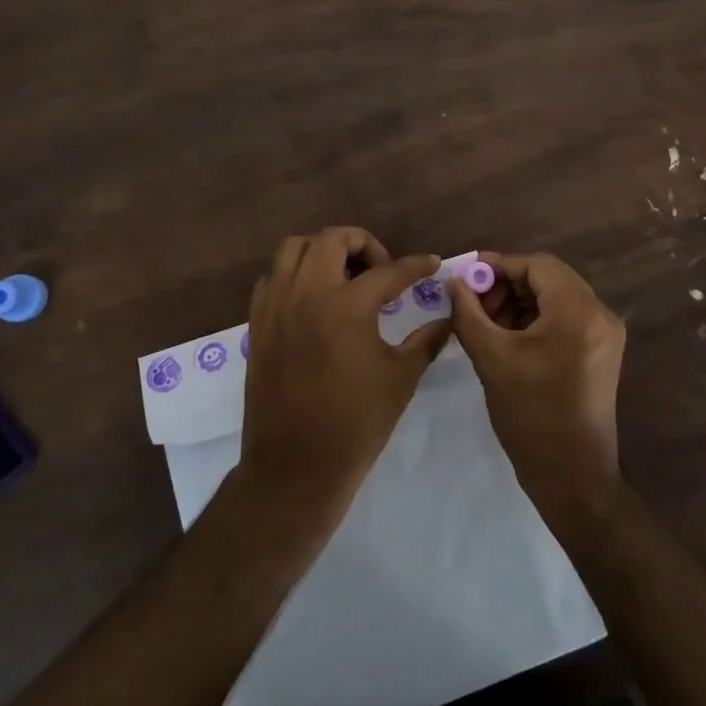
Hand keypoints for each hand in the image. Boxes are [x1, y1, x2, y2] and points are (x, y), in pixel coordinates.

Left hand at [239, 227, 452, 516]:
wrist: (295, 466)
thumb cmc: (356, 424)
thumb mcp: (400, 379)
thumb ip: (426, 341)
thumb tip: (448, 320)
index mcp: (347, 306)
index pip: (388, 271)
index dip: (415, 266)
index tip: (432, 263)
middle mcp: (307, 293)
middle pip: (333, 239)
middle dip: (363, 244)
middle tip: (381, 269)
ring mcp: (277, 305)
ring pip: (294, 249)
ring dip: (323, 250)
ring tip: (344, 275)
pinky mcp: (258, 322)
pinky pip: (272, 277)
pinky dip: (294, 275)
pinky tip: (313, 299)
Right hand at [448, 251, 626, 526]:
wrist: (573, 479)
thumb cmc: (531, 416)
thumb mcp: (491, 358)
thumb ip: (468, 313)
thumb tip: (454, 282)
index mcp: (578, 311)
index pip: (537, 265)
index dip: (499, 265)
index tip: (467, 276)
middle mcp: (600, 314)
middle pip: (549, 278)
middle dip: (508, 284)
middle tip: (474, 302)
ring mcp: (605, 334)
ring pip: (557, 297)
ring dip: (521, 302)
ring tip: (487, 322)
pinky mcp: (602, 353)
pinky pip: (566, 318)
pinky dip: (537, 319)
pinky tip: (509, 337)